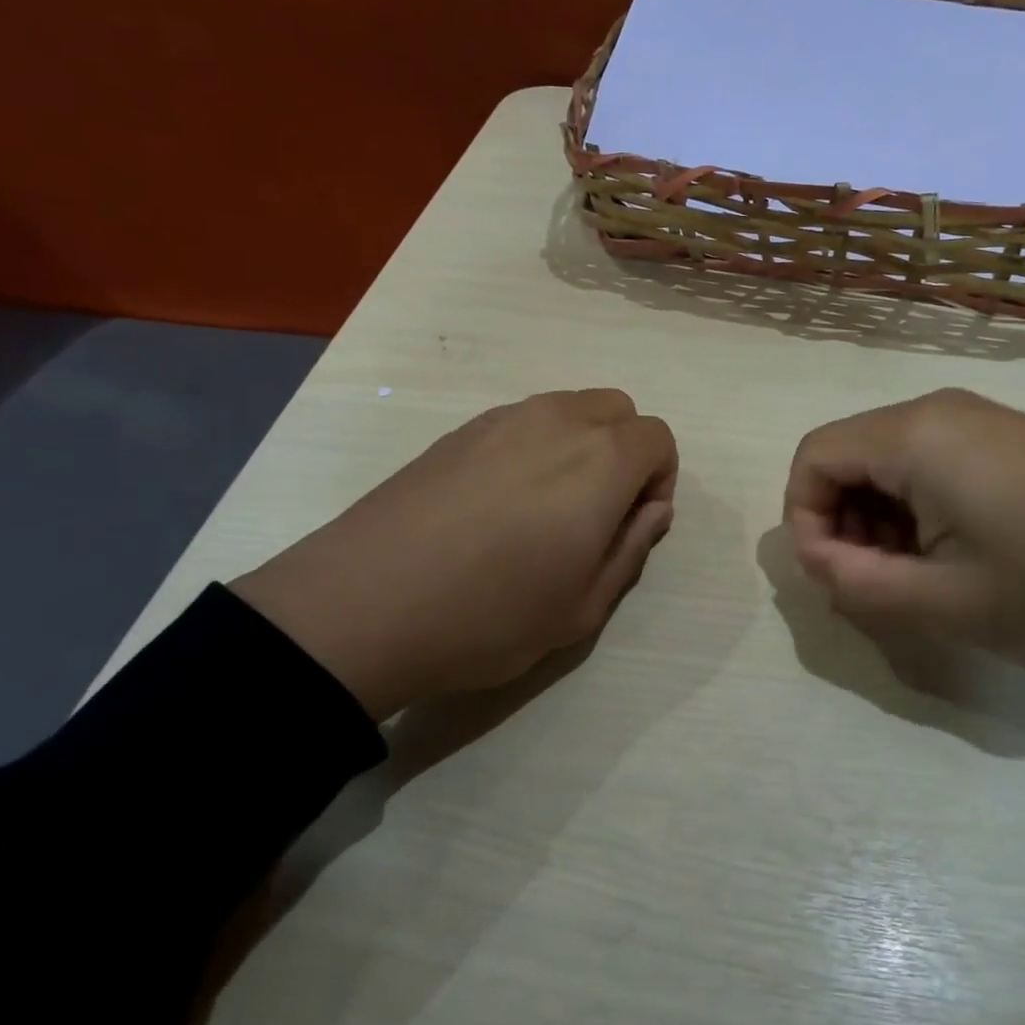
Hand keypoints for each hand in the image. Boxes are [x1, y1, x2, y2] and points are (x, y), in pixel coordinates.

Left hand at [231, 389, 676, 719]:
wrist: (365, 605)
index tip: (632, 523)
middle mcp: (558, 421)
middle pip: (617, 409)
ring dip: (579, 445)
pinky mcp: (459, 430)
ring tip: (543, 508)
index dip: (659, 479)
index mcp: (601, 461)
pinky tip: (496, 502)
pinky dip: (534, 446)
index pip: (658, 437)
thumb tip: (653, 510)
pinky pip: (521, 421)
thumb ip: (631, 549)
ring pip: (568, 409)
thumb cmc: (489, 616)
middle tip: (595, 512)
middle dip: (624, 451)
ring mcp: (503, 419)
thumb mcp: (581, 608)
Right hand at [783, 388, 1024, 676]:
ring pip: (885, 463)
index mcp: (916, 435)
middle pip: (847, 458)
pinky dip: (915, 510)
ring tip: (918, 579)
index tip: (838, 578)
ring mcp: (975, 419)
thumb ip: (858, 584)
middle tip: (879, 586)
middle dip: (842, 524)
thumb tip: (814, 560)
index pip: (813, 458)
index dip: (805, 520)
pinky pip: (927, 463)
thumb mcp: (948, 603)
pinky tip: (955, 555)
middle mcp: (937, 410)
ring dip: (879, 521)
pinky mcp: (1003, 438)